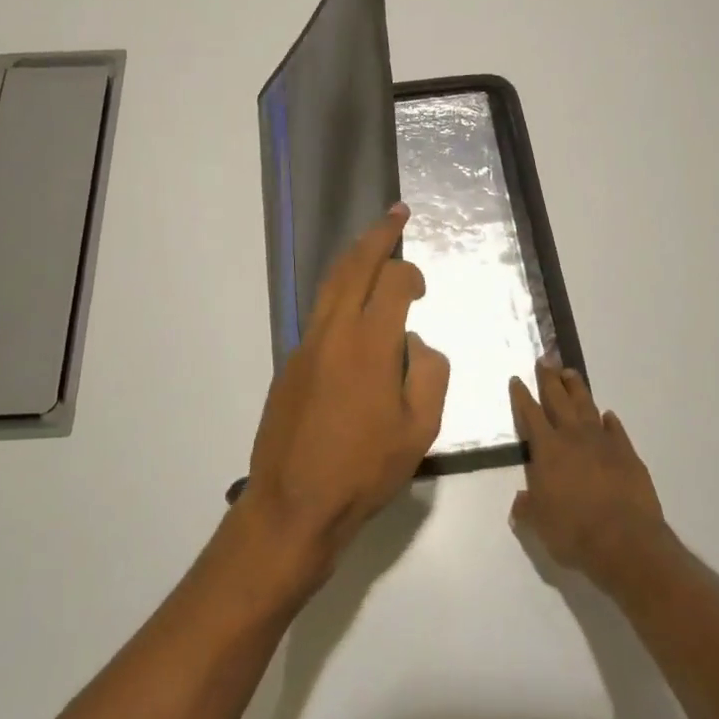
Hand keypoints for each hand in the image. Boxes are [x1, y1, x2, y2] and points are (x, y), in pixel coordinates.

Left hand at [244, 204, 448, 572]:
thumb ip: (429, 374)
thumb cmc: (364, 471)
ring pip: (330, 285)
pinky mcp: (290, 364)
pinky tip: (350, 306)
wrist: (293, 504)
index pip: (393, 282)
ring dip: (353, 258)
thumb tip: (416, 343)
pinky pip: (318, 314)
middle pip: (354, 266)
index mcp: (369, 343)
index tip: (422, 289)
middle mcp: (334, 332)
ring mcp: (306, 346)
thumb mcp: (420, 430)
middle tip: (396, 214)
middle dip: (377, 235)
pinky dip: (338, 293)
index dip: (411, 274)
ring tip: (371, 242)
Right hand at [509, 360, 668, 584]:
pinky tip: (607, 415)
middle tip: (545, 359)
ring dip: (577, 389)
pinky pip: (616, 430)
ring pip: (586, 406)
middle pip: (558, 399)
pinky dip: (609, 421)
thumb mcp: (540, 524)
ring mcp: (603, 443)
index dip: (522, 396)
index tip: (517, 379)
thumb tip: (520, 500)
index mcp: (547, 449)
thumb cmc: (574, 531)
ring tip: (570, 373)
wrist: (625, 541)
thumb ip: (528, 507)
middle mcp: (573, 437)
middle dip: (549, 378)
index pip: (530, 414)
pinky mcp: (628, 454)